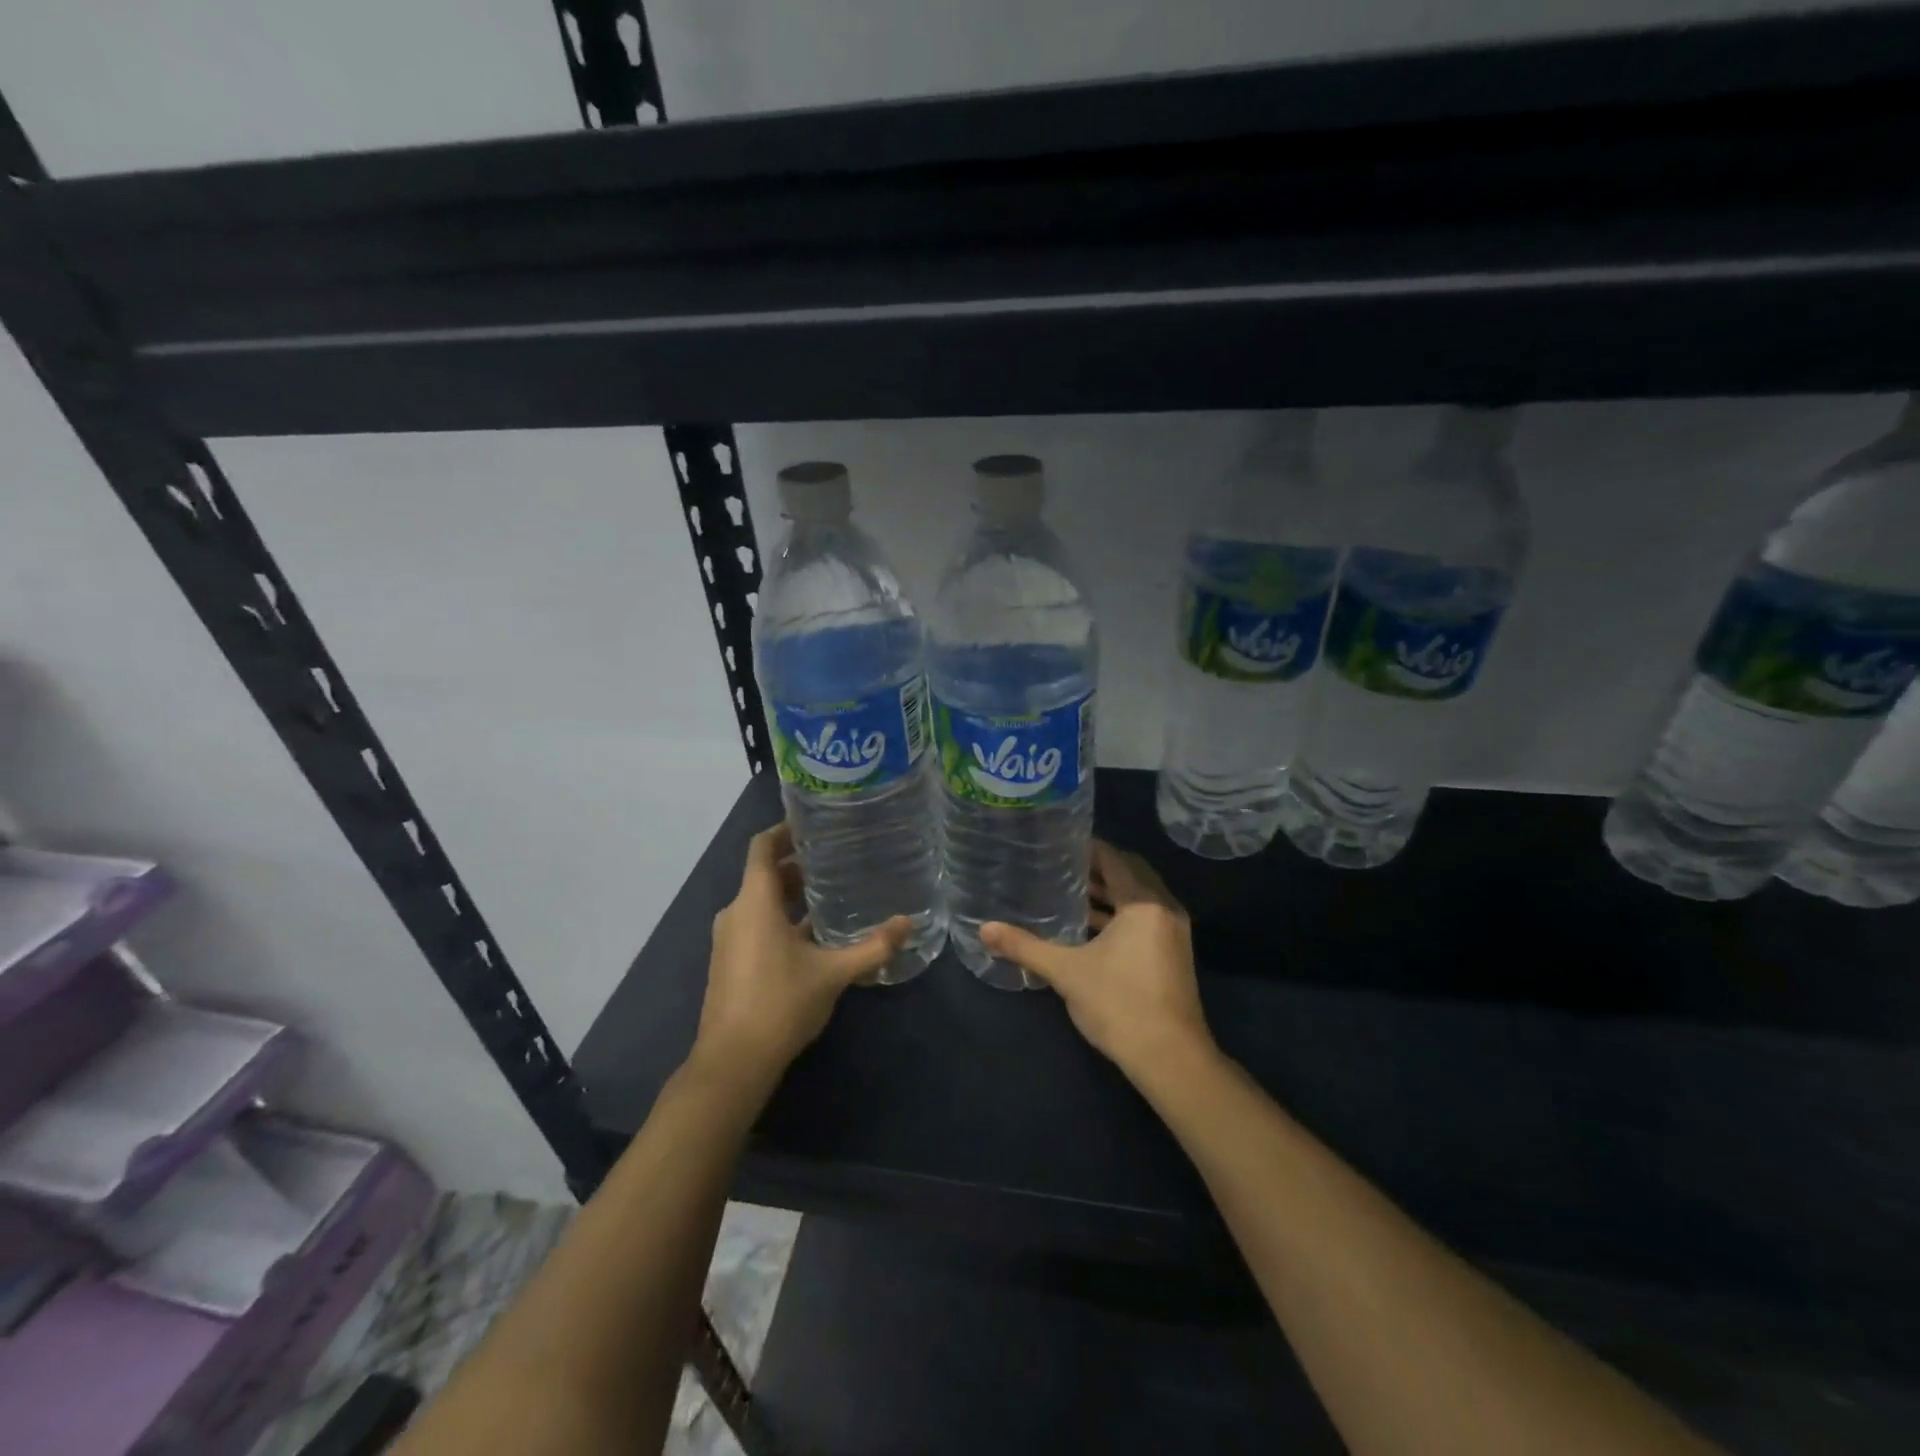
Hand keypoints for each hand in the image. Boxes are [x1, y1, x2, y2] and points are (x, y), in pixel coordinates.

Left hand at [693, 822, 908, 1083]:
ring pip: (760, 901)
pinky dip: (781, 917)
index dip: (784, 830)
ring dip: (790, 894)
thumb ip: (873, 947)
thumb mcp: (833, 974)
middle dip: (796, 864)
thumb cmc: (780, 1004)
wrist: (733, 1062)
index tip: (813, 824)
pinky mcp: (730, 962)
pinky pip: (755, 924)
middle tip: (836, 858)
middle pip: (763, 874)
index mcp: (754, 903)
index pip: (762, 847)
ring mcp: (729, 939)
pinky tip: (813, 934)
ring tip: (831, 892)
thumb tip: (908, 924)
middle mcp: (735, 913)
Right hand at [981, 840, 1214, 1081]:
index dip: (1087, 849)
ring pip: (1138, 899)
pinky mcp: (1173, 955)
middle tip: (1060, 866)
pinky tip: (1089, 929)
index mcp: (1144, 902)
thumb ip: (1025, 947)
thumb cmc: (1120, 1004)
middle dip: (1097, 869)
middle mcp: (1164, 909)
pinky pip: (1144, 919)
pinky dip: (1119, 916)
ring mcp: (1173, 933)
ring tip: (1068, 893)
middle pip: (1130, 874)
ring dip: (1108, 894)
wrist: (1171, 1059)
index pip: (1114, 859)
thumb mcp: (1066, 972)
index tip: (1057, 845)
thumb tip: (984, 929)